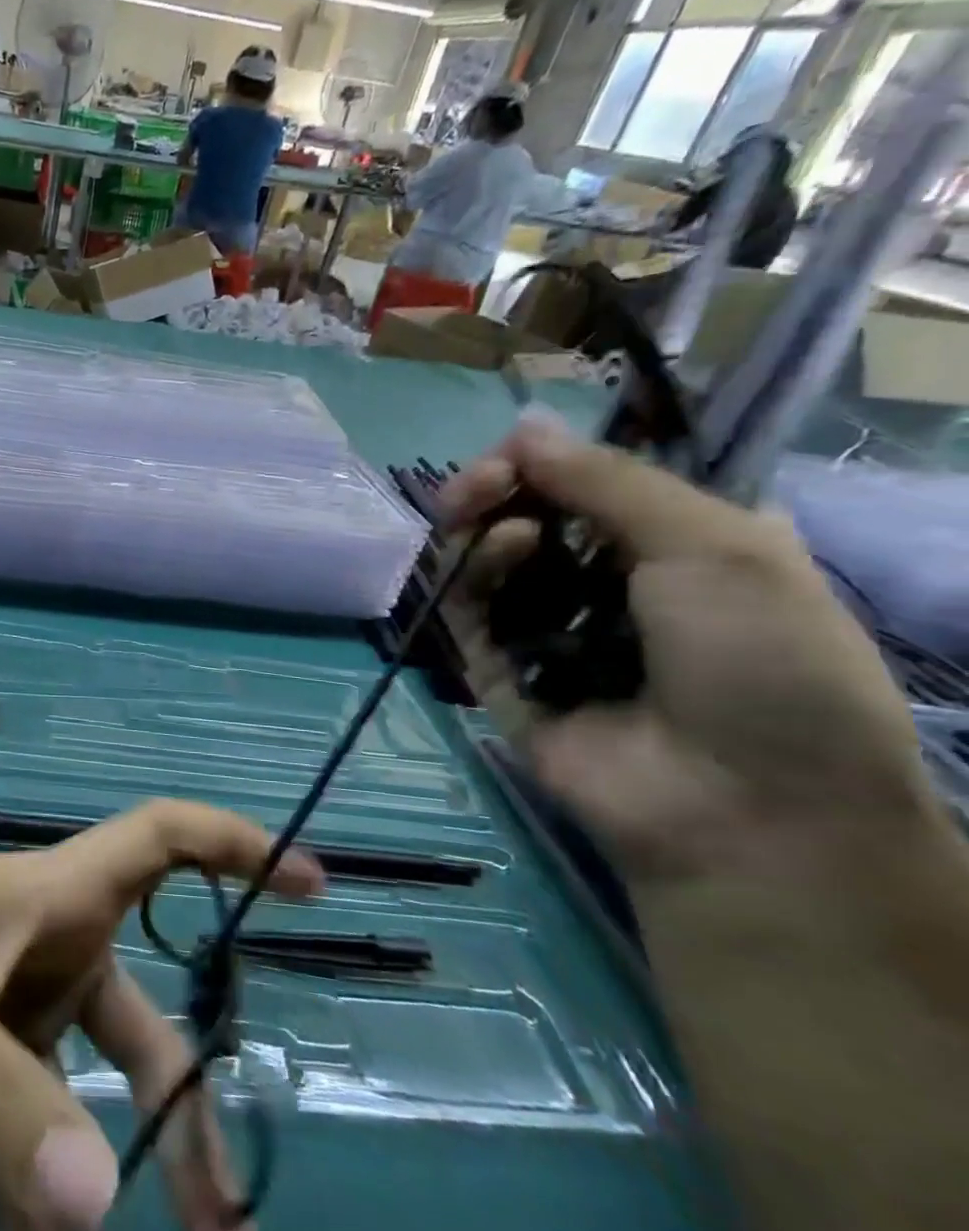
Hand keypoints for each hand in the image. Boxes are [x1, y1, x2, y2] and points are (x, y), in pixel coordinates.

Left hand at [0, 801, 322, 1230]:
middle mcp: (47, 940)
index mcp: (52, 895)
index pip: (162, 839)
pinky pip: (24, 1118)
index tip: (312, 883)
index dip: (238, 846)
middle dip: (187, 1121)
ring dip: (107, 1176)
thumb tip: (100, 1219)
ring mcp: (9, 995)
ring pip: (89, 1084)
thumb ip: (2, 1109)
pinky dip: (31, 1190)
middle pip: (146, 1022)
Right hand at [440, 418, 935, 884]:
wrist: (742, 804)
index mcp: (670, 549)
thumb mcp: (714, 544)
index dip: (543, 463)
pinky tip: (497, 552)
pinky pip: (467, 611)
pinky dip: (472, 574)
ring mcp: (544, 629)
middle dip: (497, 489)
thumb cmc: (762, 660)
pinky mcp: (498, 669)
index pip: (584, 488)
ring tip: (495, 517)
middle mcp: (601, 584)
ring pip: (485, 561)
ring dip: (483, 526)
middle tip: (484, 481)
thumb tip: (521, 425)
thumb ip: (608, 480)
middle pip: (522, 518)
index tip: (518, 453)